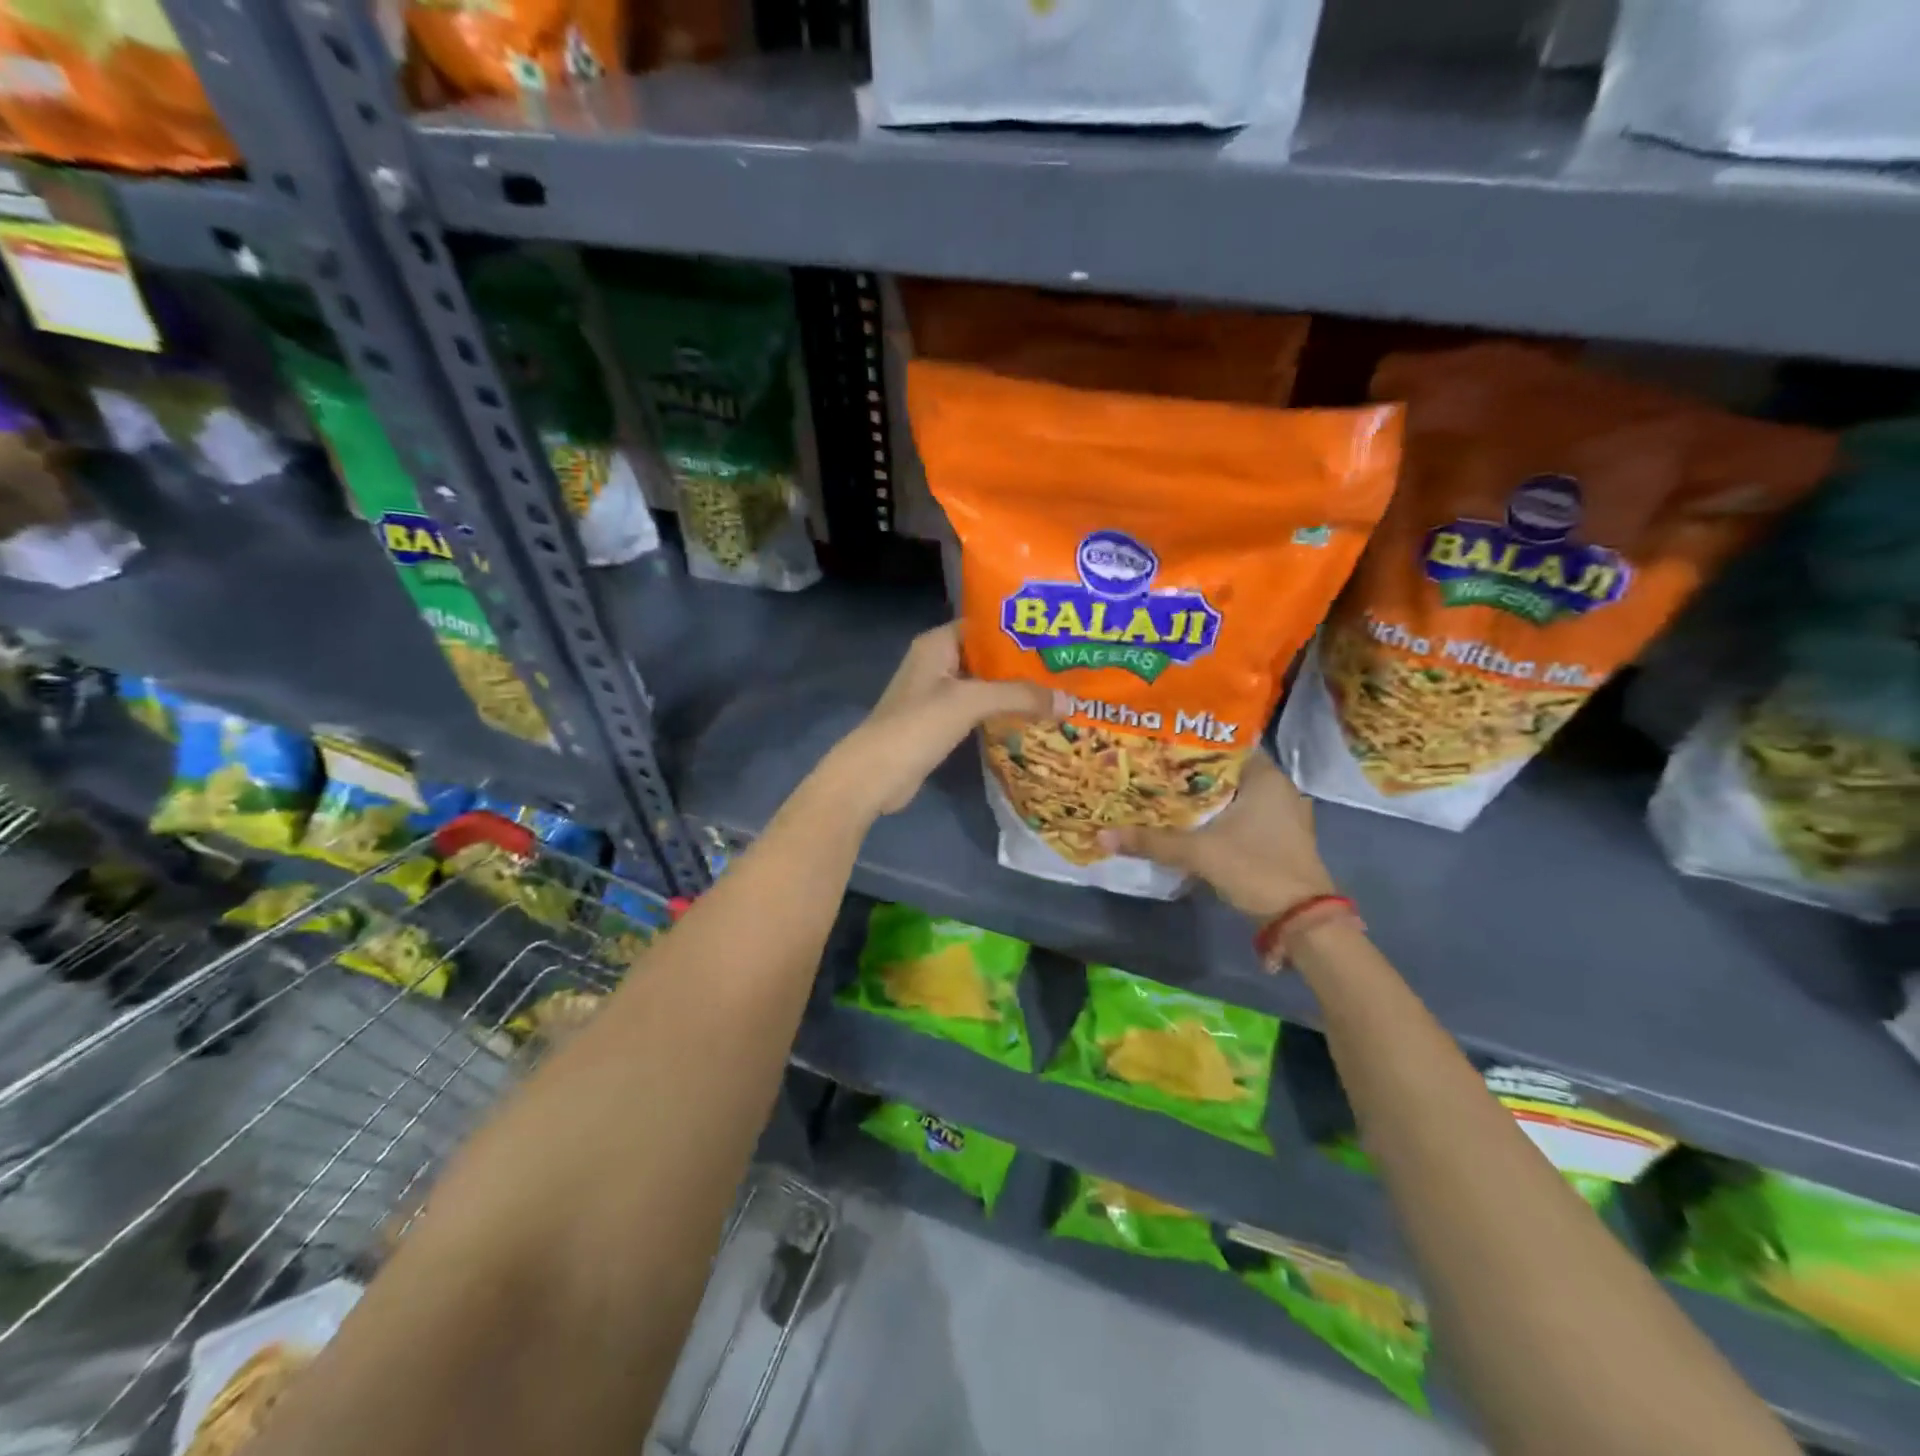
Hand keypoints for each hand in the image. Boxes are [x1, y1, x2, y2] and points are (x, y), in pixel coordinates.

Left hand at [818, 624, 1054, 819]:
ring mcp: (937, 693)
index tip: (1058, 633)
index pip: (985, 624)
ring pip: (985, 684)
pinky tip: (1032, 717)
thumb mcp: (970, 702)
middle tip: (1067, 665)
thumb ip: (1020, 696)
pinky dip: (1001, 711)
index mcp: (938, 643)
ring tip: (1058, 690)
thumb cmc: (918, 725)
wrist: (875, 774)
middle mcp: (937, 662)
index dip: (1020, 627)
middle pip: (988, 655)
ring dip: (1015, 689)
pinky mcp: (940, 721)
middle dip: (1024, 662)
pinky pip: (978, 708)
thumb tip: (1069, 701)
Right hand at [1097, 753, 1335, 919]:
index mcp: (1266, 777)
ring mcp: (1282, 815)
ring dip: (1204, 799)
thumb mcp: (1199, 852)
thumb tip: (1102, 835)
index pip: (1224, 745)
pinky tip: (1191, 824)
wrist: (1301, 920)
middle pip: (1226, 773)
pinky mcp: (1279, 838)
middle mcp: (1278, 789)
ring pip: (1233, 797)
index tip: (1158, 748)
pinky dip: (1218, 818)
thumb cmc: (1256, 868)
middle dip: (1191, 775)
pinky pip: (1242, 817)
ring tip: (1164, 796)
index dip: (1190, 746)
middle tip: (1153, 772)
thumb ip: (1152, 841)